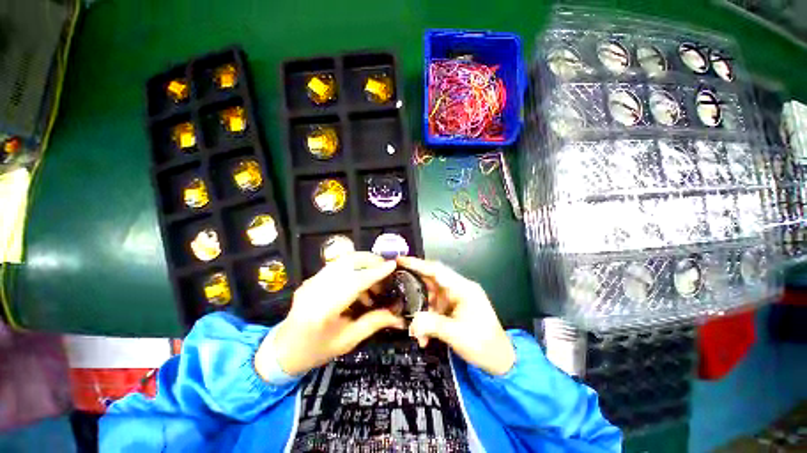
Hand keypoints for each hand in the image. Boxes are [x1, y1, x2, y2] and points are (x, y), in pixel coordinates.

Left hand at [256, 252, 404, 377]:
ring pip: (342, 261)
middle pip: (347, 262)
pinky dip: (353, 269)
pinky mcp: (311, 279)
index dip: (375, 273)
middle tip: (386, 269)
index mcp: (323, 310)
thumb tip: (397, 316)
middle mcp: (315, 289)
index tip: (392, 265)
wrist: (283, 351)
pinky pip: (337, 267)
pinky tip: (360, 286)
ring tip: (375, 281)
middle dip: (371, 260)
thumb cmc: (316, 351)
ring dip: (363, 264)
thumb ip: (373, 323)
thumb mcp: (347, 341)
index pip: (354, 282)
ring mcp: (311, 281)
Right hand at [397, 256, 514, 375]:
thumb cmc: (483, 344)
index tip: (401, 260)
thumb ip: (432, 325)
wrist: (499, 361)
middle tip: (396, 285)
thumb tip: (412, 323)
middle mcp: (458, 289)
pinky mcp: (452, 309)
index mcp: (463, 288)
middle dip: (414, 286)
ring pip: (430, 297)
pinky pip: (434, 309)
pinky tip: (423, 337)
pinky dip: (426, 320)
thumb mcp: (457, 334)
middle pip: (431, 281)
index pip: (437, 270)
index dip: (418, 264)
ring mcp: (454, 299)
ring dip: (420, 311)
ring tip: (412, 327)